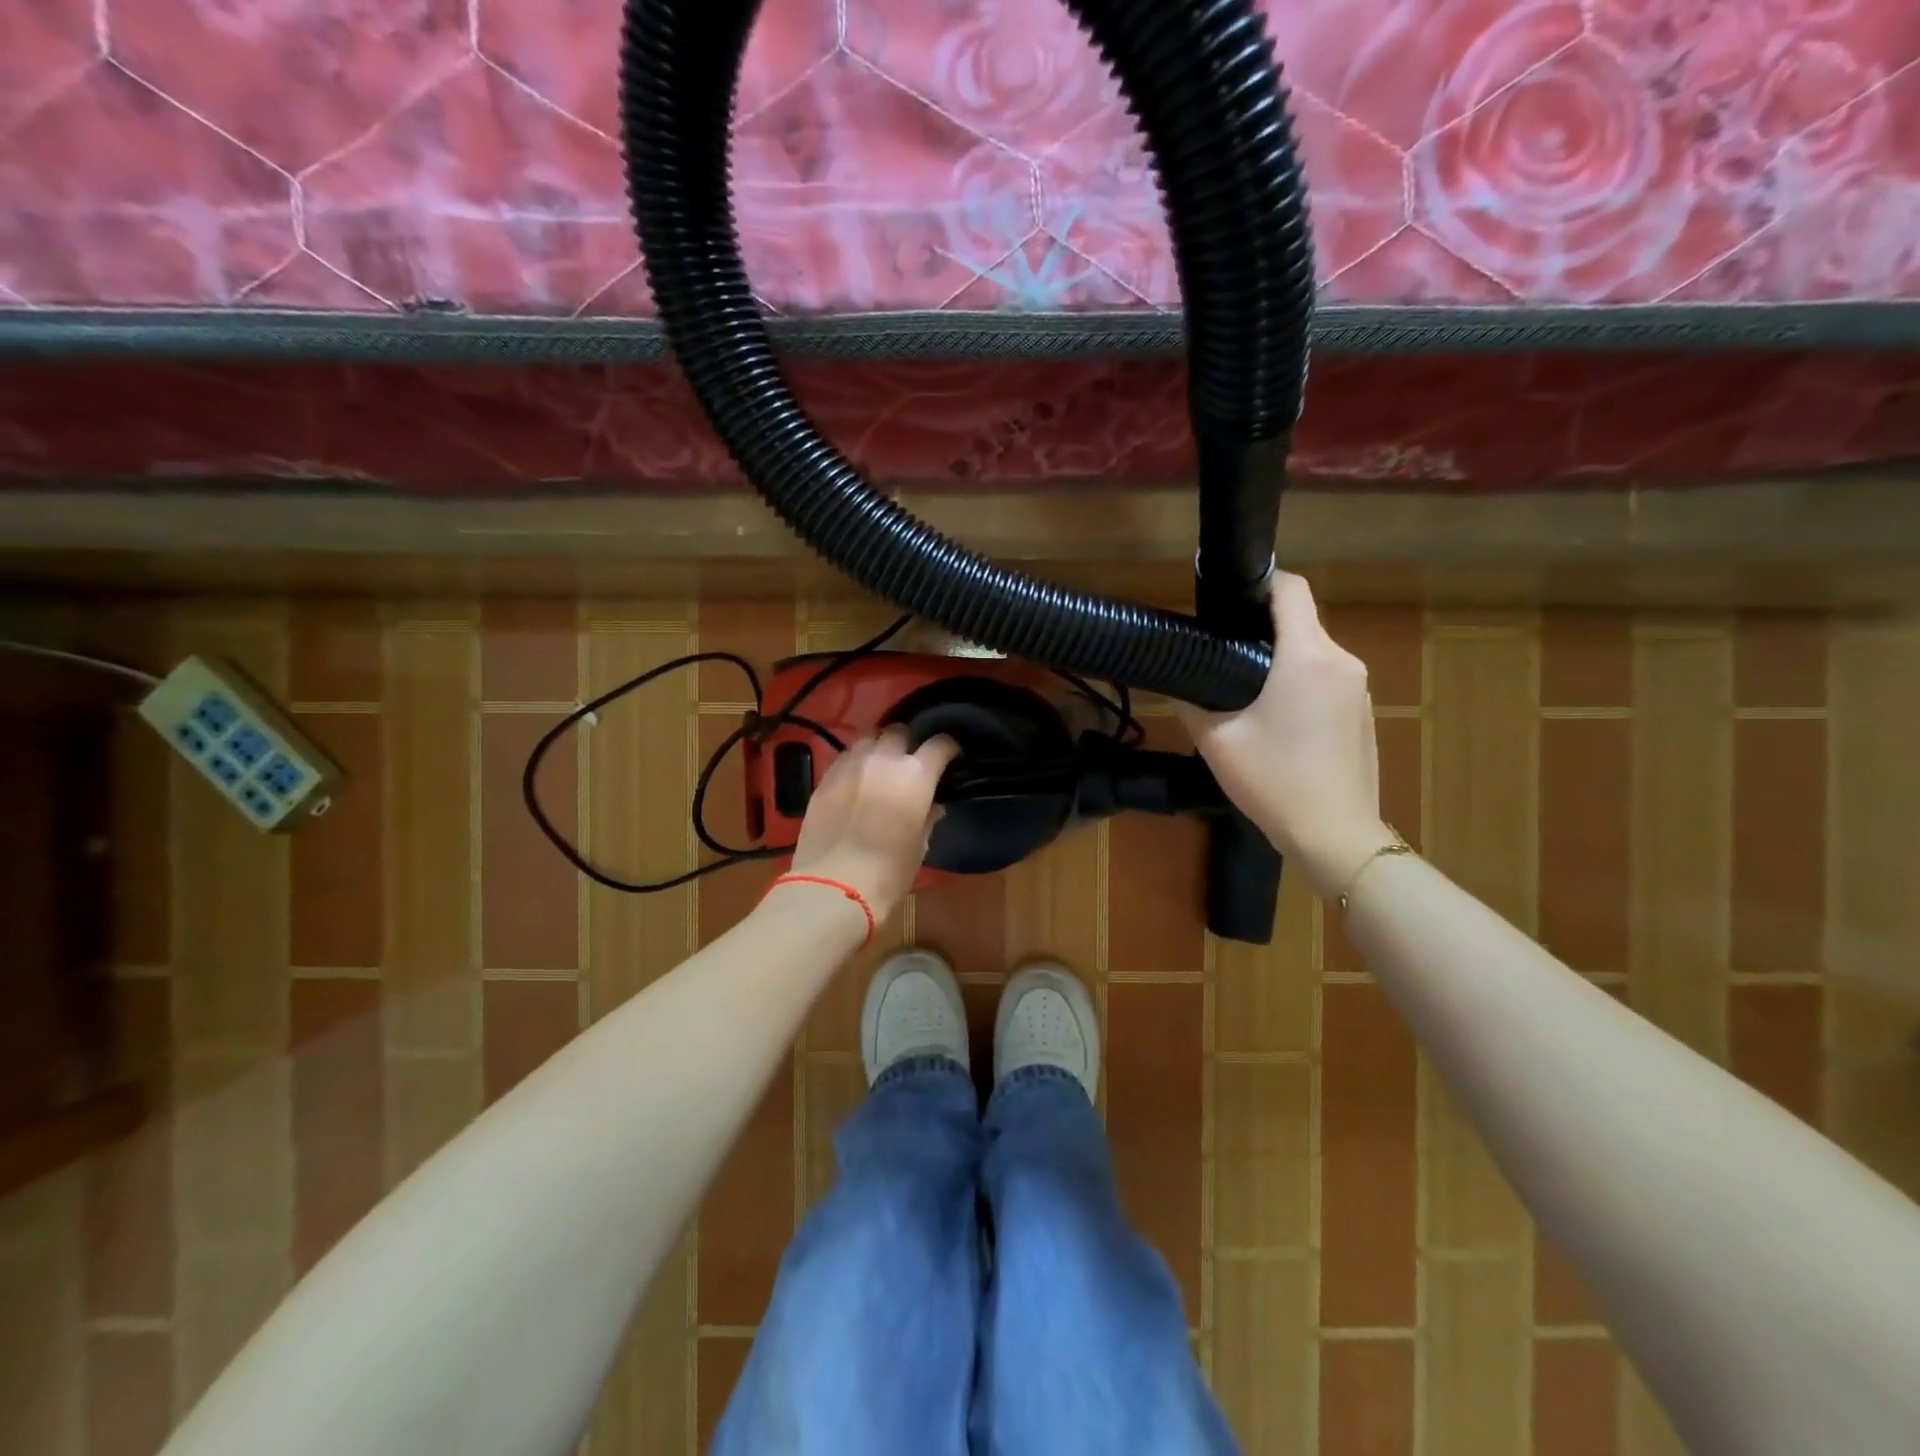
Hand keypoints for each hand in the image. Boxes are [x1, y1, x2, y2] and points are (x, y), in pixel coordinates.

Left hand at [788, 727, 958, 919]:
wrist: (835, 885)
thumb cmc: (889, 871)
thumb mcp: (919, 847)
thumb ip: (927, 818)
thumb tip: (932, 807)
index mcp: (916, 775)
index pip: (939, 744)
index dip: (948, 748)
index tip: (950, 758)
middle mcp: (884, 760)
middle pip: (899, 732)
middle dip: (907, 743)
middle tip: (909, 762)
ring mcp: (851, 765)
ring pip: (868, 739)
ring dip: (878, 748)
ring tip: (879, 766)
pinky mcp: (825, 778)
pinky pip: (845, 758)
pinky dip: (855, 763)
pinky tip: (855, 781)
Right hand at [1178, 573, 1396, 899]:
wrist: (1335, 835)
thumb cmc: (1274, 781)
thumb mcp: (1217, 741)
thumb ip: (1191, 702)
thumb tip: (1175, 682)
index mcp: (1307, 656)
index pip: (1291, 589)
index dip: (1260, 582)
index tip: (1229, 598)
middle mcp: (1342, 661)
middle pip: (1301, 622)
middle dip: (1263, 629)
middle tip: (1222, 654)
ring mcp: (1359, 688)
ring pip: (1315, 653)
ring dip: (1283, 660)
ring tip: (1247, 694)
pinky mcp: (1364, 714)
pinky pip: (1328, 680)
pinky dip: (1302, 685)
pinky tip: (1279, 724)